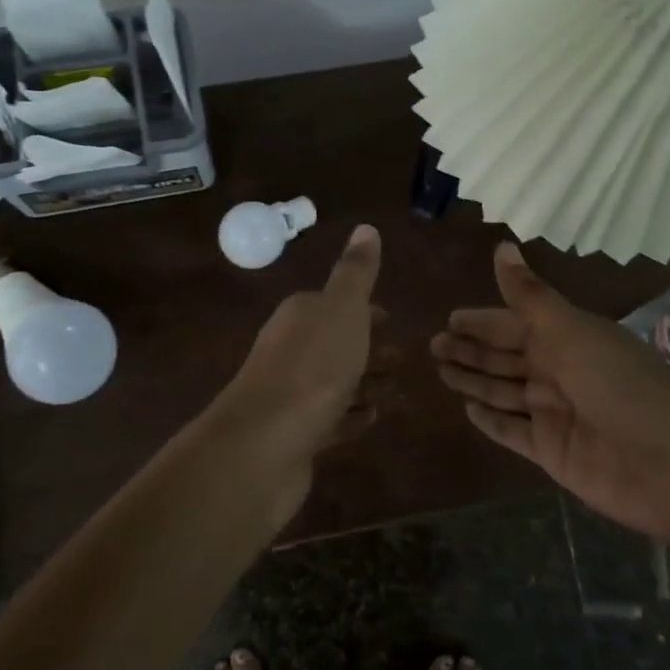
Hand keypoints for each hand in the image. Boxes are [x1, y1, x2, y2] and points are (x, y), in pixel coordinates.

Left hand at [215, 224, 383, 464]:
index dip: (365, 312)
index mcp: (300, 315)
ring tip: (396, 391)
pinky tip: (371, 419)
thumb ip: (356, 272)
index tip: (392, 322)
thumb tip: (366, 227)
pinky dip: (350, 416)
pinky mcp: (292, 434)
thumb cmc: (313, 367)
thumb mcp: (343, 309)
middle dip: (369, 348)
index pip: (335, 305)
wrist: (265, 442)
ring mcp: (289, 394)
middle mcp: (289, 349)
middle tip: (404, 360)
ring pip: (334, 382)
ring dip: (364, 383)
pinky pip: (329, 419)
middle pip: (335, 343)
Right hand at [432, 242, 669, 538]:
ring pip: (503, 391)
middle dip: (471, 350)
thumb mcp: (571, 331)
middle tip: (433, 345)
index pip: (515, 324)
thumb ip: (529, 295)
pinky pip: (512, 431)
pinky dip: (491, 421)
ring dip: (474, 380)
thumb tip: (501, 245)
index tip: (449, 318)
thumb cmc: (620, 385)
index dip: (483, 321)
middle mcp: (559, 372)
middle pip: (505, 357)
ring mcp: (555, 413)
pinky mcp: (552, 451)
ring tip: (441, 372)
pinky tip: (468, 410)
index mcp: (568, 338)